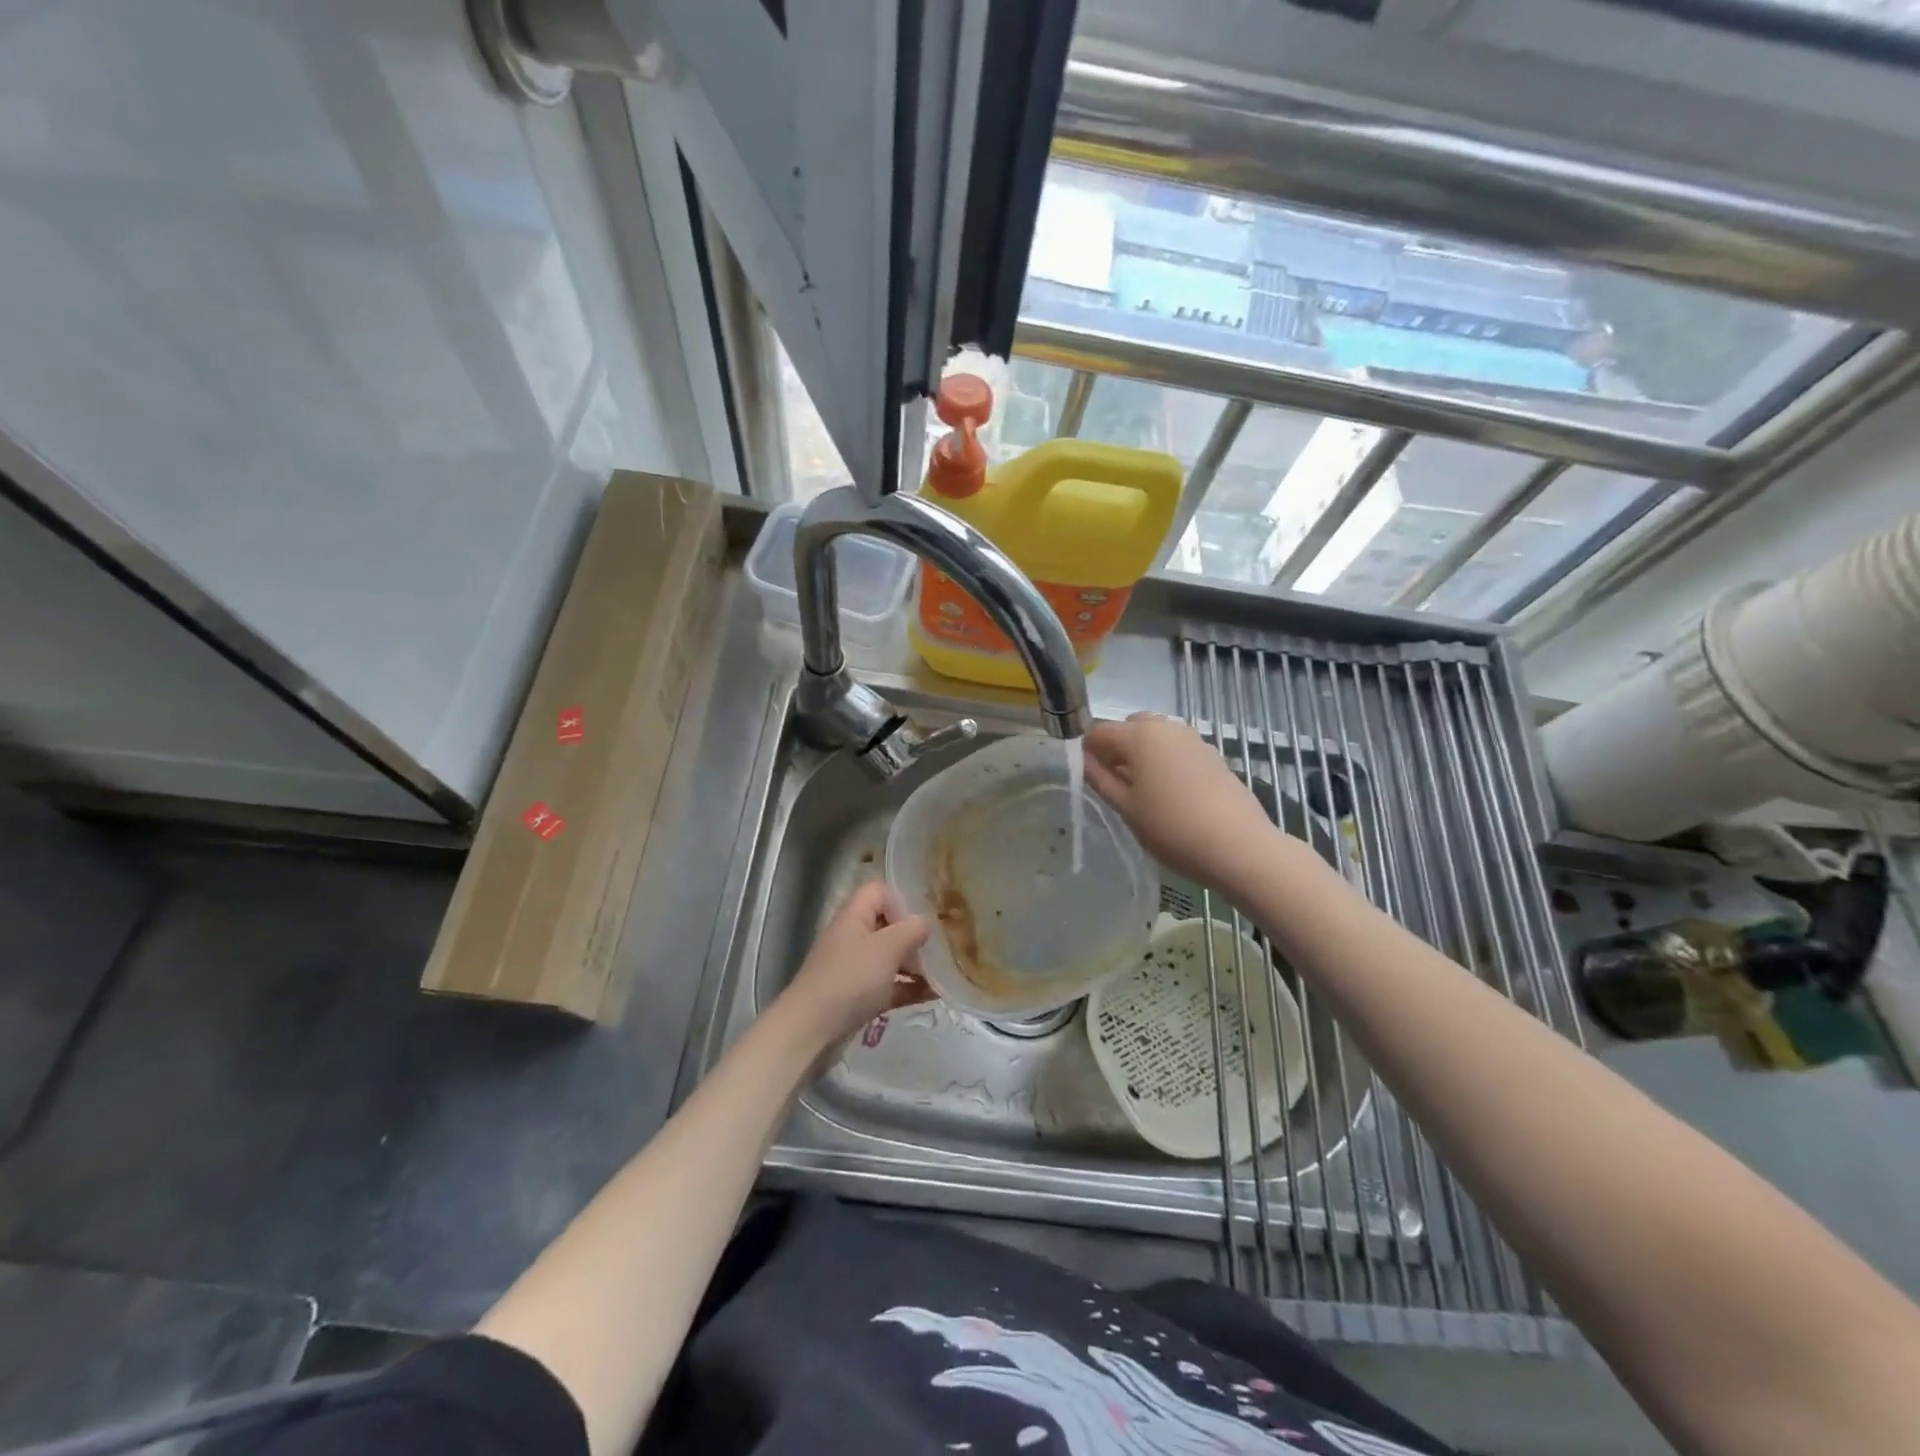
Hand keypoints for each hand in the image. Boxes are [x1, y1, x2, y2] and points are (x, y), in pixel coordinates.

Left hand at [774, 881, 933, 1052]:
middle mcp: (852, 937)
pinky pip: (888, 985)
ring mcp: (853, 968)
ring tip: (940, 977)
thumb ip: (912, 930)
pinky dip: (907, 988)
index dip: (900, 902)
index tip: (916, 926)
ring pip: (889, 957)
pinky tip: (932, 995)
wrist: (811, 1030)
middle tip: (934, 954)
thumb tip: (923, 924)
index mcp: (854, 916)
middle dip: (913, 938)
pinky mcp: (857, 996)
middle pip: (887, 926)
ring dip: (914, 965)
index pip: (878, 892)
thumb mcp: (887, 948)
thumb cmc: (851, 979)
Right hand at [1083, 713, 1281, 893]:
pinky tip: (1170, 795)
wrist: (1239, 847)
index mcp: (1140, 735)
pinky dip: (1165, 762)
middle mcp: (1167, 727)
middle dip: (1116, 748)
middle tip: (1113, 784)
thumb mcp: (1126, 808)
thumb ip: (1100, 779)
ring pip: (1156, 737)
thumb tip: (1083, 760)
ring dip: (1142, 754)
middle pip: (1130, 727)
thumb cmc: (1172, 828)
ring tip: (1142, 792)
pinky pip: (1177, 749)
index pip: (1100, 731)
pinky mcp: (1213, 756)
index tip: (1085, 776)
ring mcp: (1194, 739)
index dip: (1087, 751)